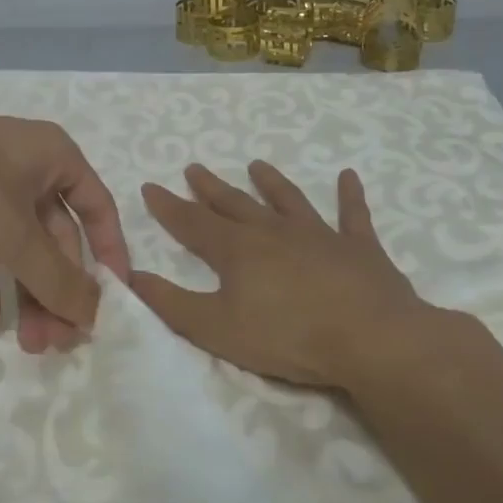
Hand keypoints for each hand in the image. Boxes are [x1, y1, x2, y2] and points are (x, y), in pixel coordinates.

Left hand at [0, 107, 132, 353]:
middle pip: (56, 237)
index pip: (98, 208)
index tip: (112, 300)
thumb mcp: (19, 237)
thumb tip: (94, 315)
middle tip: (57, 341)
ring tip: (28, 344)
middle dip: (58, 290)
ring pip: (19, 248)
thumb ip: (59, 280)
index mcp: (55, 158)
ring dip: (27, 294)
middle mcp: (27, 170)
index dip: (109, 254)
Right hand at [131, 161, 435, 392]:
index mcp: (237, 250)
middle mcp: (274, 232)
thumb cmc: (288, 337)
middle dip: (210, 188)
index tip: (150, 186)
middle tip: (194, 168)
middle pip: (235, 204)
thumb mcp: (216, 328)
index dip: (169, 207)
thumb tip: (131, 276)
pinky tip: (348, 176)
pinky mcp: (358, 247)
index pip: (192, 223)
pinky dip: (350, 195)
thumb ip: (171, 303)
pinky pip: (352, 215)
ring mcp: (319, 235)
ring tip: (256, 165)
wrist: (371, 338)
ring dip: (271, 183)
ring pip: (288, 200)